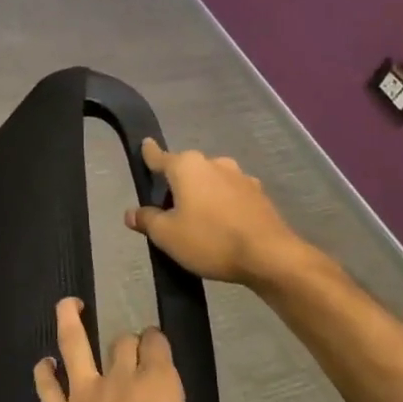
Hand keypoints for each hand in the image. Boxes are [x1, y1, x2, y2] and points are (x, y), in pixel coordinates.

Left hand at [33, 298, 258, 401]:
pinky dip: (44, 372)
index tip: (160, 346)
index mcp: (159, 388)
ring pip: (74, 343)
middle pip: (122, 343)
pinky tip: (44, 365)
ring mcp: (83, 394)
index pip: (158, 345)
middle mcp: (119, 380)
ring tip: (68, 303)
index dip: (159, 342)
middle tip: (133, 349)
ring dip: (70, 320)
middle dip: (129, 342)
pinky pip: (47, 385)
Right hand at [124, 139, 311, 287]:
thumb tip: (132, 213)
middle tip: (168, 211)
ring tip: (197, 222)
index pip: (159, 156)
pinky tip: (222, 226)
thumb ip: (147, 220)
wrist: (270, 256)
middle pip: (186, 170)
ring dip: (201, 195)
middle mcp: (214, 163)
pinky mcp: (259, 195)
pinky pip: (230, 195)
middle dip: (176, 185)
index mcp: (187, 166)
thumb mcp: (166, 235)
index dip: (149, 154)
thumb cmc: (210, 239)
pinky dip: (222, 205)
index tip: (144, 145)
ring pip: (210, 182)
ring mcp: (240, 177)